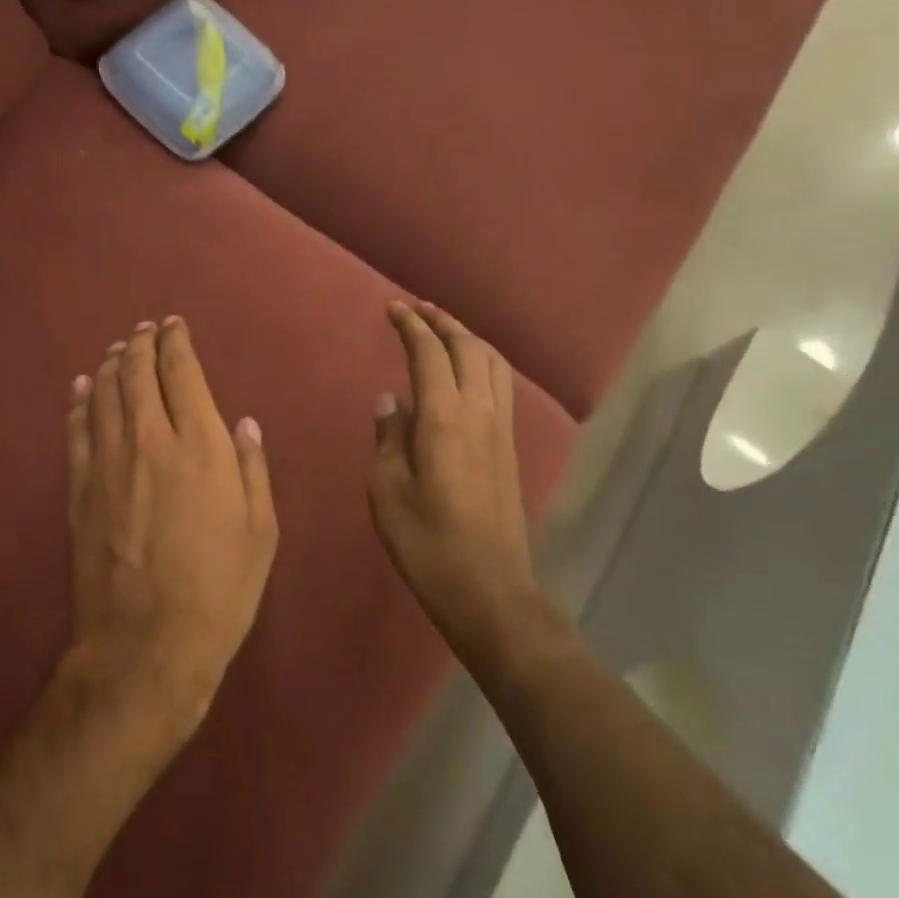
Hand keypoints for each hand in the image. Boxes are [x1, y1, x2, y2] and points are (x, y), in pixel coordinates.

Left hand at [64, 317, 278, 741]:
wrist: (147, 643)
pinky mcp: (79, 489)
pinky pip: (77, 430)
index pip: (182, 373)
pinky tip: (82, 386)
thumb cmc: (220, 589)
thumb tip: (243, 424)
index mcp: (200, 446)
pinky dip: (80, 401)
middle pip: (138, 373)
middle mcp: (151, 440)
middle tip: (145, 330)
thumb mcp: (260, 531)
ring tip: (118, 348)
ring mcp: (108, 463)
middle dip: (142, 344)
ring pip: (105, 394)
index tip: (174, 326)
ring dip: (112, 364)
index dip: (176, 343)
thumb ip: (252, 469)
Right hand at [369, 302, 544, 654]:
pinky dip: (482, 363)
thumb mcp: (388, 492)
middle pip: (468, 349)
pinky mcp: (510, 448)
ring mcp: (501, 430)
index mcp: (445, 419)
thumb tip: (391, 401)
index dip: (411, 325)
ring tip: (444, 331)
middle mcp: (480, 413)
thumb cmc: (427, 543)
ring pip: (493, 364)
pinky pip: (500, 386)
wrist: (488, 589)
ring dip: (468, 339)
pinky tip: (467, 373)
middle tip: (417, 310)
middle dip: (443, 322)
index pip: (430, 354)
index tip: (392, 308)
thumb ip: (388, 439)